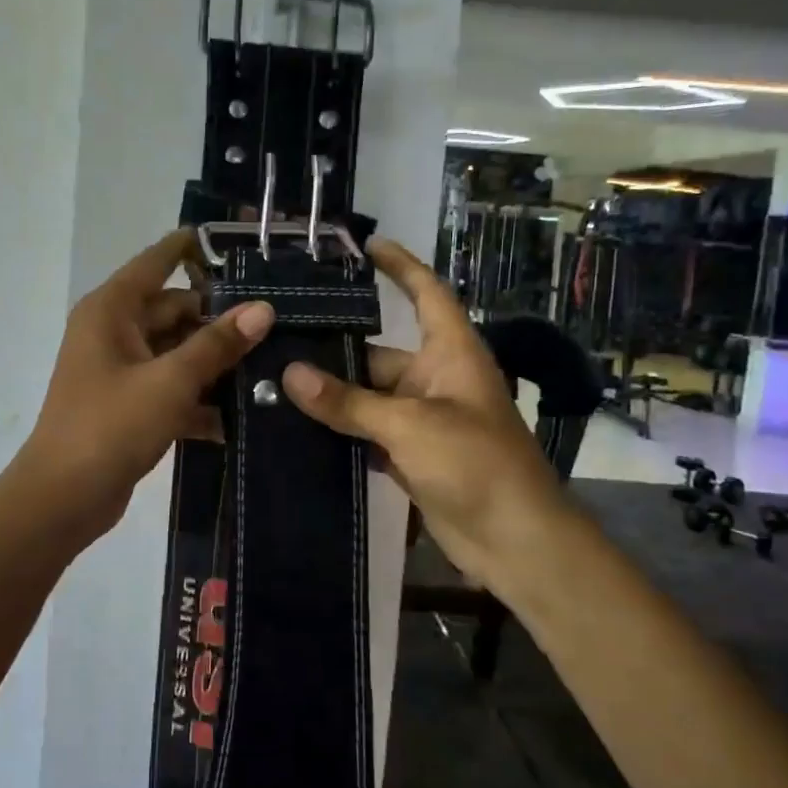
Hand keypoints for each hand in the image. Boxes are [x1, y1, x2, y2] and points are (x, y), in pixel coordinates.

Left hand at [18, 230, 274, 542]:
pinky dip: (199, 398)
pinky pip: (172, 387)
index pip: (157, 261)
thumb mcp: (170, 382)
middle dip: (220, 319)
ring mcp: (122, 369)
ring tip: (271, 366)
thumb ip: (217, 344)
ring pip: (177, 351)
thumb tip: (263, 309)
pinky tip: (240, 416)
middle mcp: (114, 331)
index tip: (239, 243)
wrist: (63, 498)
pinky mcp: (130, 404)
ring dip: (215, 362)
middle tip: (277, 324)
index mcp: (112, 310)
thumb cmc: (110, 426)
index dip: (193, 248)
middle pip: (175, 310)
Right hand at [280, 236, 567, 585]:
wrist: (516, 542)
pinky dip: (339, 430)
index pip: (426, 294)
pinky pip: (367, 432)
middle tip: (275, 340)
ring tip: (272, 381)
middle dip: (333, 350)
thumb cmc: (476, 464)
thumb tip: (290, 375)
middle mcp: (435, 379)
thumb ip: (348, 403)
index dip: (400, 266)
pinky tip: (295, 428)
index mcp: (450, 354)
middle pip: (377, 354)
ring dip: (330, 396)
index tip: (366, 245)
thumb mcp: (410, 426)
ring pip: (367, 397)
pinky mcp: (410, 455)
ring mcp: (422, 420)